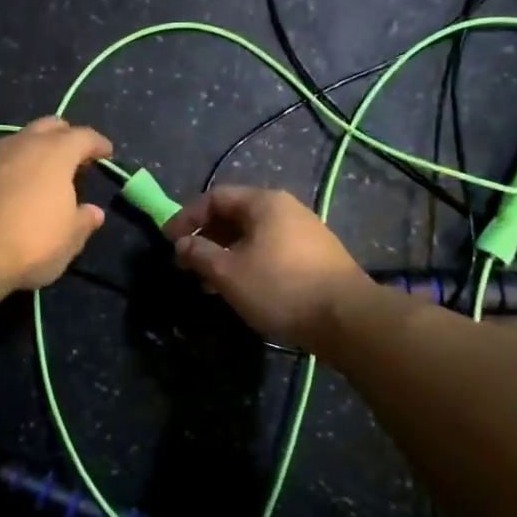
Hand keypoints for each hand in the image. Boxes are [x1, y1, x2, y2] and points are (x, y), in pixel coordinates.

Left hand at [0, 117, 111, 289]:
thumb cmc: (30, 243)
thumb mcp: (69, 239)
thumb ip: (83, 221)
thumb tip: (93, 212)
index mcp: (54, 153)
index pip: (83, 136)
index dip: (98, 144)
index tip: (106, 153)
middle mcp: (21, 144)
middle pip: (48, 126)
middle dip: (64, 136)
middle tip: (73, 156)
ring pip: (17, 140)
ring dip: (32, 151)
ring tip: (39, 172)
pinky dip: (7, 169)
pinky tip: (7, 189)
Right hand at [163, 186, 368, 348]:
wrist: (347, 318)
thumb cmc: (280, 287)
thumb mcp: (228, 272)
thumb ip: (199, 253)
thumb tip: (182, 244)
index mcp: (264, 203)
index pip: (215, 197)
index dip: (187, 216)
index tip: (169, 240)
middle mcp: (286, 209)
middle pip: (235, 215)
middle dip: (206, 238)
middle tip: (187, 264)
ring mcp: (305, 233)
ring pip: (252, 237)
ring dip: (225, 255)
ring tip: (208, 283)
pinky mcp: (315, 258)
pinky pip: (270, 251)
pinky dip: (247, 264)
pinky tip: (240, 289)